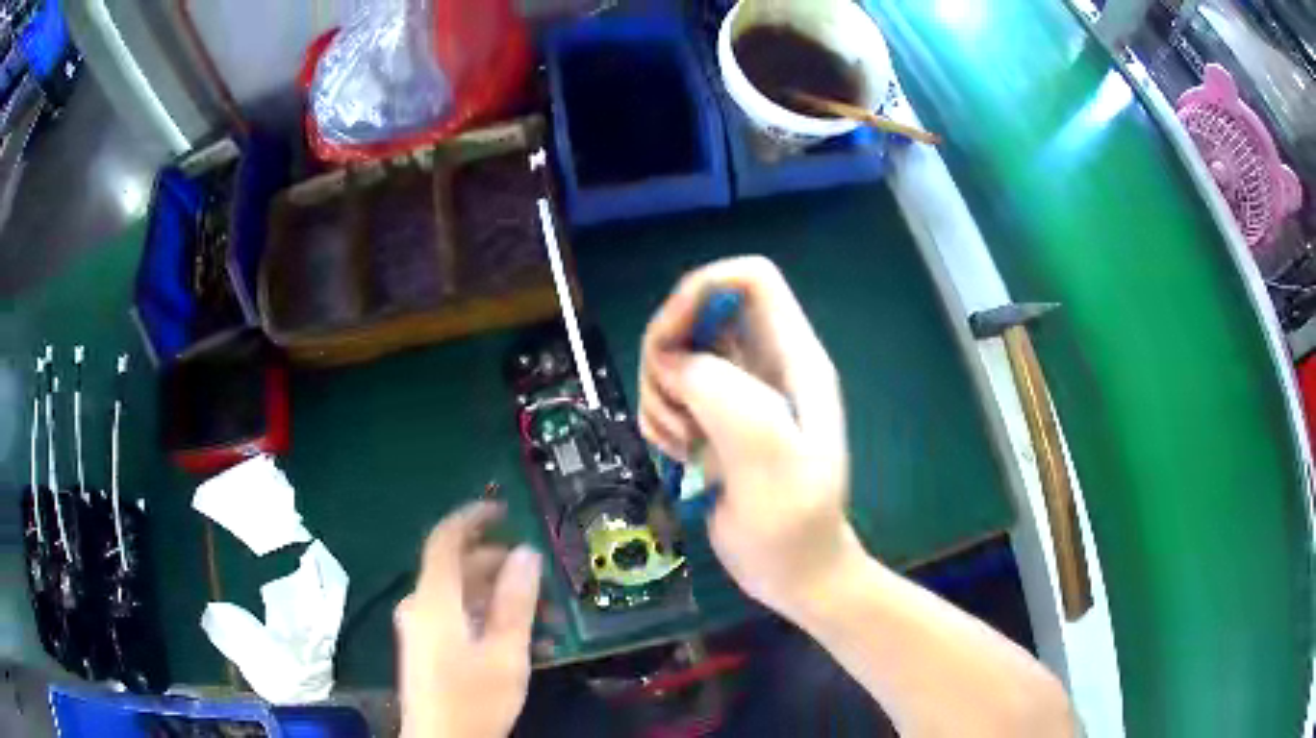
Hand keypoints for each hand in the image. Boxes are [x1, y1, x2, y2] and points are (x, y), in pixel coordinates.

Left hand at [395, 502, 542, 737]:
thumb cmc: (473, 698)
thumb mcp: (505, 652)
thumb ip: (515, 601)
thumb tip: (527, 553)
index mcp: (433, 600)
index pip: (445, 539)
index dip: (472, 517)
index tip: (504, 508)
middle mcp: (421, 606)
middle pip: (456, 568)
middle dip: (499, 564)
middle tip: (540, 573)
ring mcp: (422, 628)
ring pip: (460, 594)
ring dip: (499, 595)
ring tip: (543, 613)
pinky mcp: (428, 647)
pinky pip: (457, 616)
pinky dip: (487, 616)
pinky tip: (521, 637)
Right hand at [639, 256, 862, 617]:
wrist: (796, 574)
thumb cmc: (794, 524)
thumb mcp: (769, 460)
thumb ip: (725, 397)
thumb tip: (674, 365)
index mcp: (794, 359)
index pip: (750, 279)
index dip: (702, 291)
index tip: (669, 342)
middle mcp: (765, 365)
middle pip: (699, 314)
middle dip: (668, 353)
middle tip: (671, 410)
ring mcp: (739, 394)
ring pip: (677, 357)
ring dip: (661, 395)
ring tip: (682, 444)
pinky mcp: (716, 421)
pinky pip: (670, 396)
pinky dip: (660, 420)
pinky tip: (680, 456)